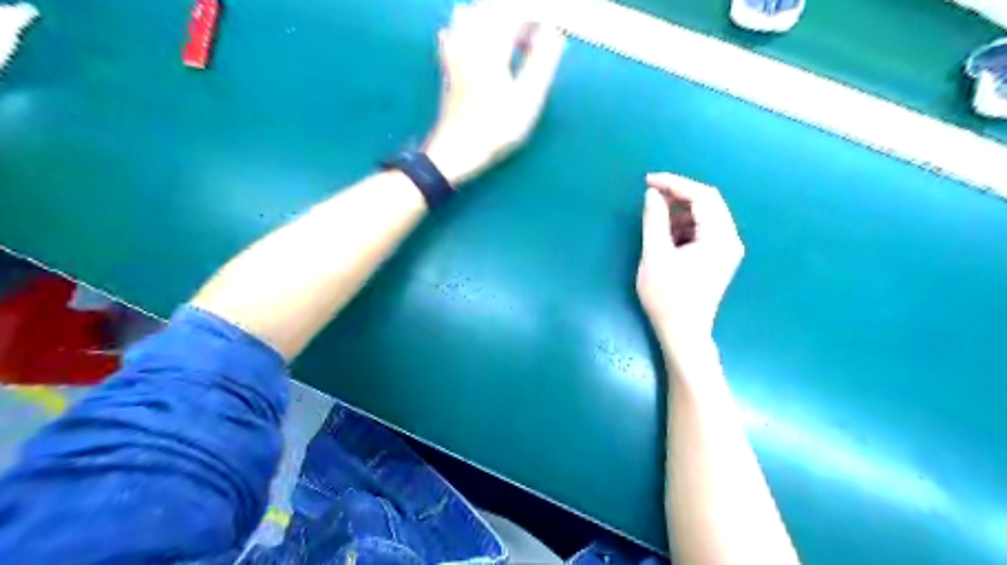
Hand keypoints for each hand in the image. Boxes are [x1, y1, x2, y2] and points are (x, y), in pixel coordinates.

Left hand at [422, 0, 565, 183]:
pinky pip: (456, 31)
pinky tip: (482, 47)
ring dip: (496, 21)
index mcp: (491, 47)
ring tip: (513, 43)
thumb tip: (554, 31)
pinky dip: (472, 30)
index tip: (552, 30)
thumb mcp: (528, 100)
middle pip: (494, 10)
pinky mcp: (448, 63)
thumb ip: (542, 62)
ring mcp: (455, 51)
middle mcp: (469, 40)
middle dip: (518, 18)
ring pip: (473, 15)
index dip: (537, 18)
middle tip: (535, 41)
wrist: (457, 150)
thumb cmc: (495, 129)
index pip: (517, 13)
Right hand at [641, 174, 741, 343]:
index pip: (702, 196)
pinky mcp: (718, 259)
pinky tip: (666, 235)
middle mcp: (729, 240)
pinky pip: (703, 231)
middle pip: (707, 203)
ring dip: (680, 211)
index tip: (648, 181)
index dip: (674, 184)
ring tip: (655, 217)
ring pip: (705, 216)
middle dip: (678, 195)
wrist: (683, 333)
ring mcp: (726, 250)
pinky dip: (684, 226)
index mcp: (719, 237)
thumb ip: (654, 220)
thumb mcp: (655, 255)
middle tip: (650, 194)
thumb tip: (652, 194)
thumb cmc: (667, 297)